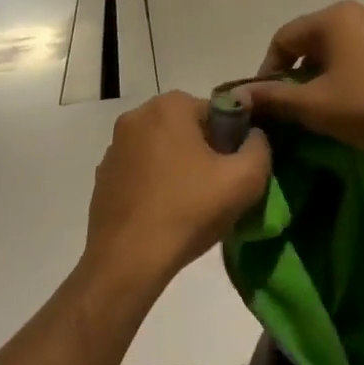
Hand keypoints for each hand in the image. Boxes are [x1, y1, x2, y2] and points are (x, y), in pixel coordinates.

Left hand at [81, 92, 271, 298]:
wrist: (128, 258)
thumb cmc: (188, 211)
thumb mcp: (245, 179)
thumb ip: (260, 147)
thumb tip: (254, 136)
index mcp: (169, 106)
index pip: (217, 112)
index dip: (233, 141)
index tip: (234, 171)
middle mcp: (136, 116)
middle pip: (187, 128)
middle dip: (205, 152)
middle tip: (217, 189)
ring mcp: (114, 147)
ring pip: (162, 149)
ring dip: (178, 167)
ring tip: (190, 204)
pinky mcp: (103, 175)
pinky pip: (141, 170)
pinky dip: (155, 183)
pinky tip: (163, 212)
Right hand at [237, 2, 363, 168]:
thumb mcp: (315, 106)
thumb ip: (273, 98)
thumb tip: (236, 97)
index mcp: (335, 17)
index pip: (283, 39)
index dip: (267, 71)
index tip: (267, 103)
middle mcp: (361, 12)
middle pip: (312, 41)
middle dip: (297, 75)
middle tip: (294, 109)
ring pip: (339, 50)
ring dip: (323, 78)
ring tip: (324, 111)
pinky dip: (350, 77)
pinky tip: (356, 106)